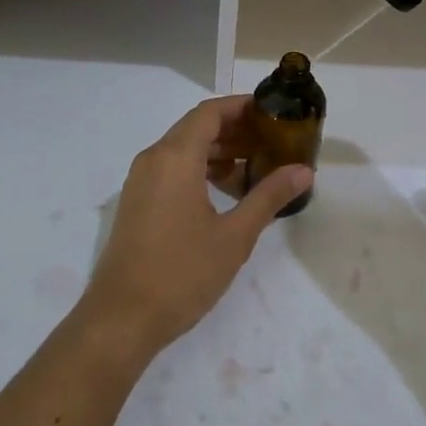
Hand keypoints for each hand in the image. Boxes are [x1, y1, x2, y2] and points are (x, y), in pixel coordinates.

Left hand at [77, 95, 310, 360]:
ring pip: (182, 149)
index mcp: (175, 157)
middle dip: (234, 130)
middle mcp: (153, 159)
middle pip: (196, 127)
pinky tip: (225, 193)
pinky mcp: (136, 202)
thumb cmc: (182, 272)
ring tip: (255, 168)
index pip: (210, 112)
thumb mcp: (235, 236)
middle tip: (272, 142)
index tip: (272, 113)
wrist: (122, 318)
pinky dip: (198, 170)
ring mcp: (140, 181)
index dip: (241, 107)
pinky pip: (170, 169)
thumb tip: (303, 170)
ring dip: (217, 152)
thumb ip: (269, 197)